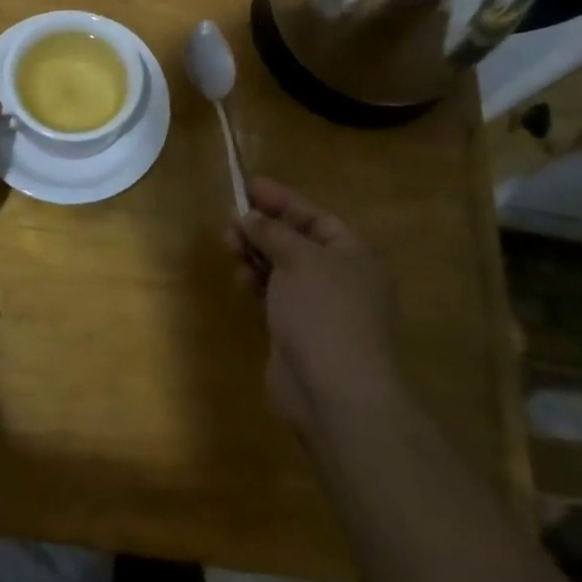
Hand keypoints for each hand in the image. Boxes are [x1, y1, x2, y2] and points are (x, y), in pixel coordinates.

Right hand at [224, 178, 402, 431]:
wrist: (334, 394)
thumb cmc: (323, 312)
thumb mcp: (298, 258)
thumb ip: (272, 232)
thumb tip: (250, 216)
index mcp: (351, 254)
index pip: (314, 217)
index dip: (282, 200)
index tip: (249, 186)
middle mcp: (338, 277)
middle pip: (295, 240)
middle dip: (263, 227)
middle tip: (230, 219)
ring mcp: (318, 307)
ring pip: (281, 268)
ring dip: (255, 253)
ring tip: (229, 244)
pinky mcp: (297, 332)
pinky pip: (273, 295)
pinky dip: (256, 282)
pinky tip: (240, 279)